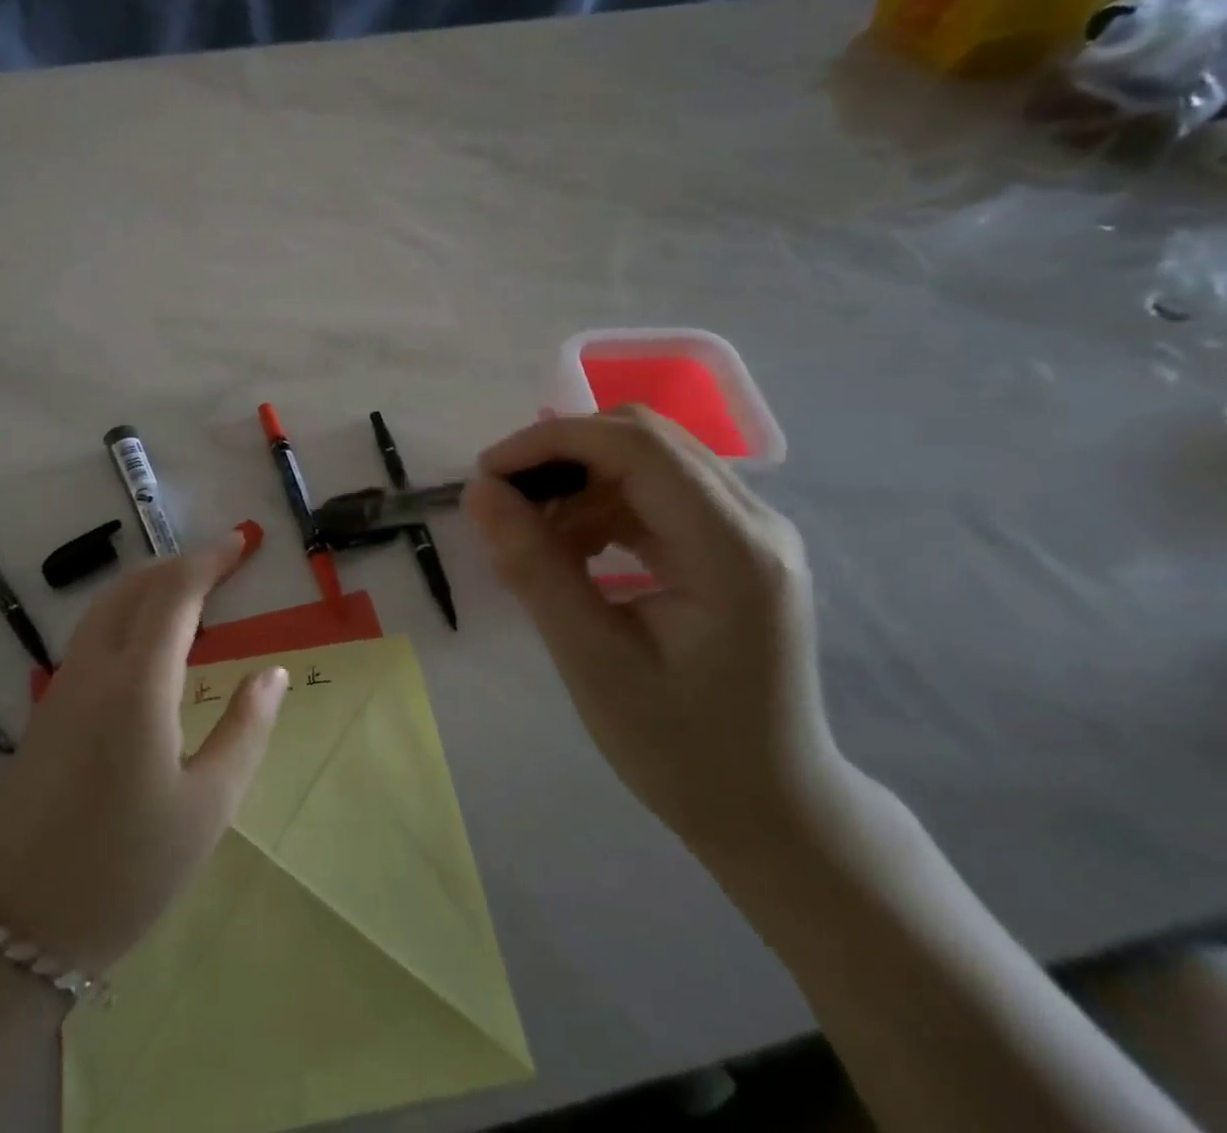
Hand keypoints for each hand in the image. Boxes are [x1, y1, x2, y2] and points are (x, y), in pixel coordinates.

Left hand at [0, 532, 287, 974]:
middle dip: (179, 563)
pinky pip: (90, 636)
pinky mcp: (46, 712)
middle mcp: (94, 670)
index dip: (210, 561)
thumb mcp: (207, 807)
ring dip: (148, 584)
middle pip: (134, 588)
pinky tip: (145, 642)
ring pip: (105, 608)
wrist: (14, 927)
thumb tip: (272, 673)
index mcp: (138, 684)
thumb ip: (244, 730)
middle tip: (222, 561)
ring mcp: (62, 689)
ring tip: (189, 590)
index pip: (175, 594)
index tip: (242, 542)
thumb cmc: (125, 870)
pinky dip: (125, 613)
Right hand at [464, 407, 852, 861]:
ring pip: (645, 462)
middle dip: (560, 458)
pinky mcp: (734, 546)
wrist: (772, 811)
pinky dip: (599, 509)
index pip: (638, 447)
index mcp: (733, 550)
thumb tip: (479, 492)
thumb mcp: (593, 662)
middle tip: (502, 506)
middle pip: (644, 439)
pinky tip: (570, 555)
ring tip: (530, 545)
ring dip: (576, 486)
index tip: (486, 476)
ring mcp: (750, 531)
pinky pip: (655, 495)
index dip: (552, 443)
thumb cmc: (682, 750)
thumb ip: (536, 567)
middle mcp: (754, 522)